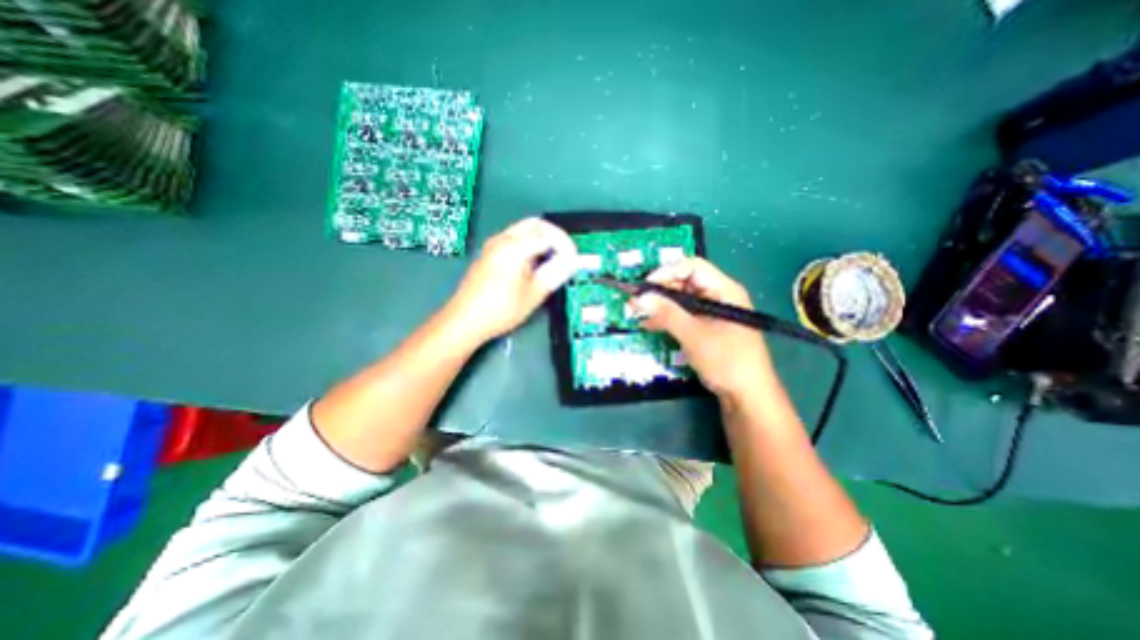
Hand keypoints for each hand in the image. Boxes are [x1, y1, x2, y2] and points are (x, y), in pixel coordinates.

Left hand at [444, 218, 579, 343]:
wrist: (465, 320)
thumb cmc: (501, 310)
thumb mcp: (533, 294)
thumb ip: (554, 274)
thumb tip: (572, 261)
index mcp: (514, 247)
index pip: (547, 235)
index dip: (565, 246)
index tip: (574, 261)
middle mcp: (502, 239)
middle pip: (535, 224)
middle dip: (555, 236)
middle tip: (566, 254)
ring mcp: (493, 245)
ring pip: (524, 229)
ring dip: (542, 239)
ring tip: (553, 260)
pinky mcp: (489, 253)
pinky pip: (514, 238)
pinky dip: (530, 243)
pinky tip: (534, 263)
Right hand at [626, 258, 779, 401]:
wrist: (747, 395)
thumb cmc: (727, 360)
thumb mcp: (694, 335)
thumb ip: (667, 314)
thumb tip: (639, 298)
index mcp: (724, 290)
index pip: (692, 267)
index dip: (667, 272)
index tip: (645, 287)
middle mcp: (718, 296)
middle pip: (684, 282)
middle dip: (660, 290)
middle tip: (637, 302)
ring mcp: (711, 312)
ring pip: (681, 299)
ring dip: (660, 305)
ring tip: (638, 312)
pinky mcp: (705, 327)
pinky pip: (683, 315)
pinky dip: (667, 318)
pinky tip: (649, 325)